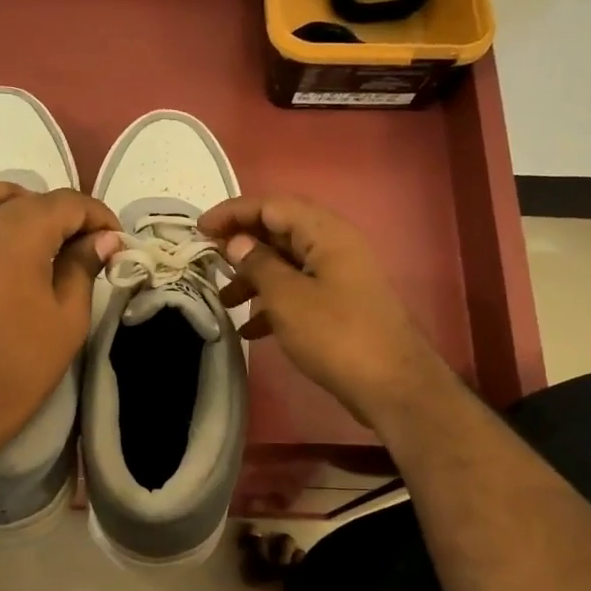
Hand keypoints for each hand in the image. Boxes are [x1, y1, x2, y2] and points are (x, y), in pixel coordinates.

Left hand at [0, 182, 121, 460]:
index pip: (66, 204)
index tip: (115, 241)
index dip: (97, 216)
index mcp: (20, 234)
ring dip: (4, 199)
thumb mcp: (69, 318)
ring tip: (25, 217)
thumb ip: (83, 268)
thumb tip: (104, 239)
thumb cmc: (22, 363)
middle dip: (62, 214)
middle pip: (25, 201)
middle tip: (85, 245)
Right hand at [200, 194, 445, 433]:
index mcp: (325, 233)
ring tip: (225, 301)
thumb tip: (236, 242)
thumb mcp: (287, 298)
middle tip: (208, 260)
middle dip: (241, 244)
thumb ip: (258, 264)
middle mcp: (334, 246)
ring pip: (286, 263)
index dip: (233, 212)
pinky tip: (250, 329)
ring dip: (253, 277)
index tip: (199, 229)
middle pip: (279, 231)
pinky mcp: (339, 304)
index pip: (271, 205)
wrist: (391, 385)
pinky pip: (298, 290)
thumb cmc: (335, 335)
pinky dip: (272, 302)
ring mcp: (338, 276)